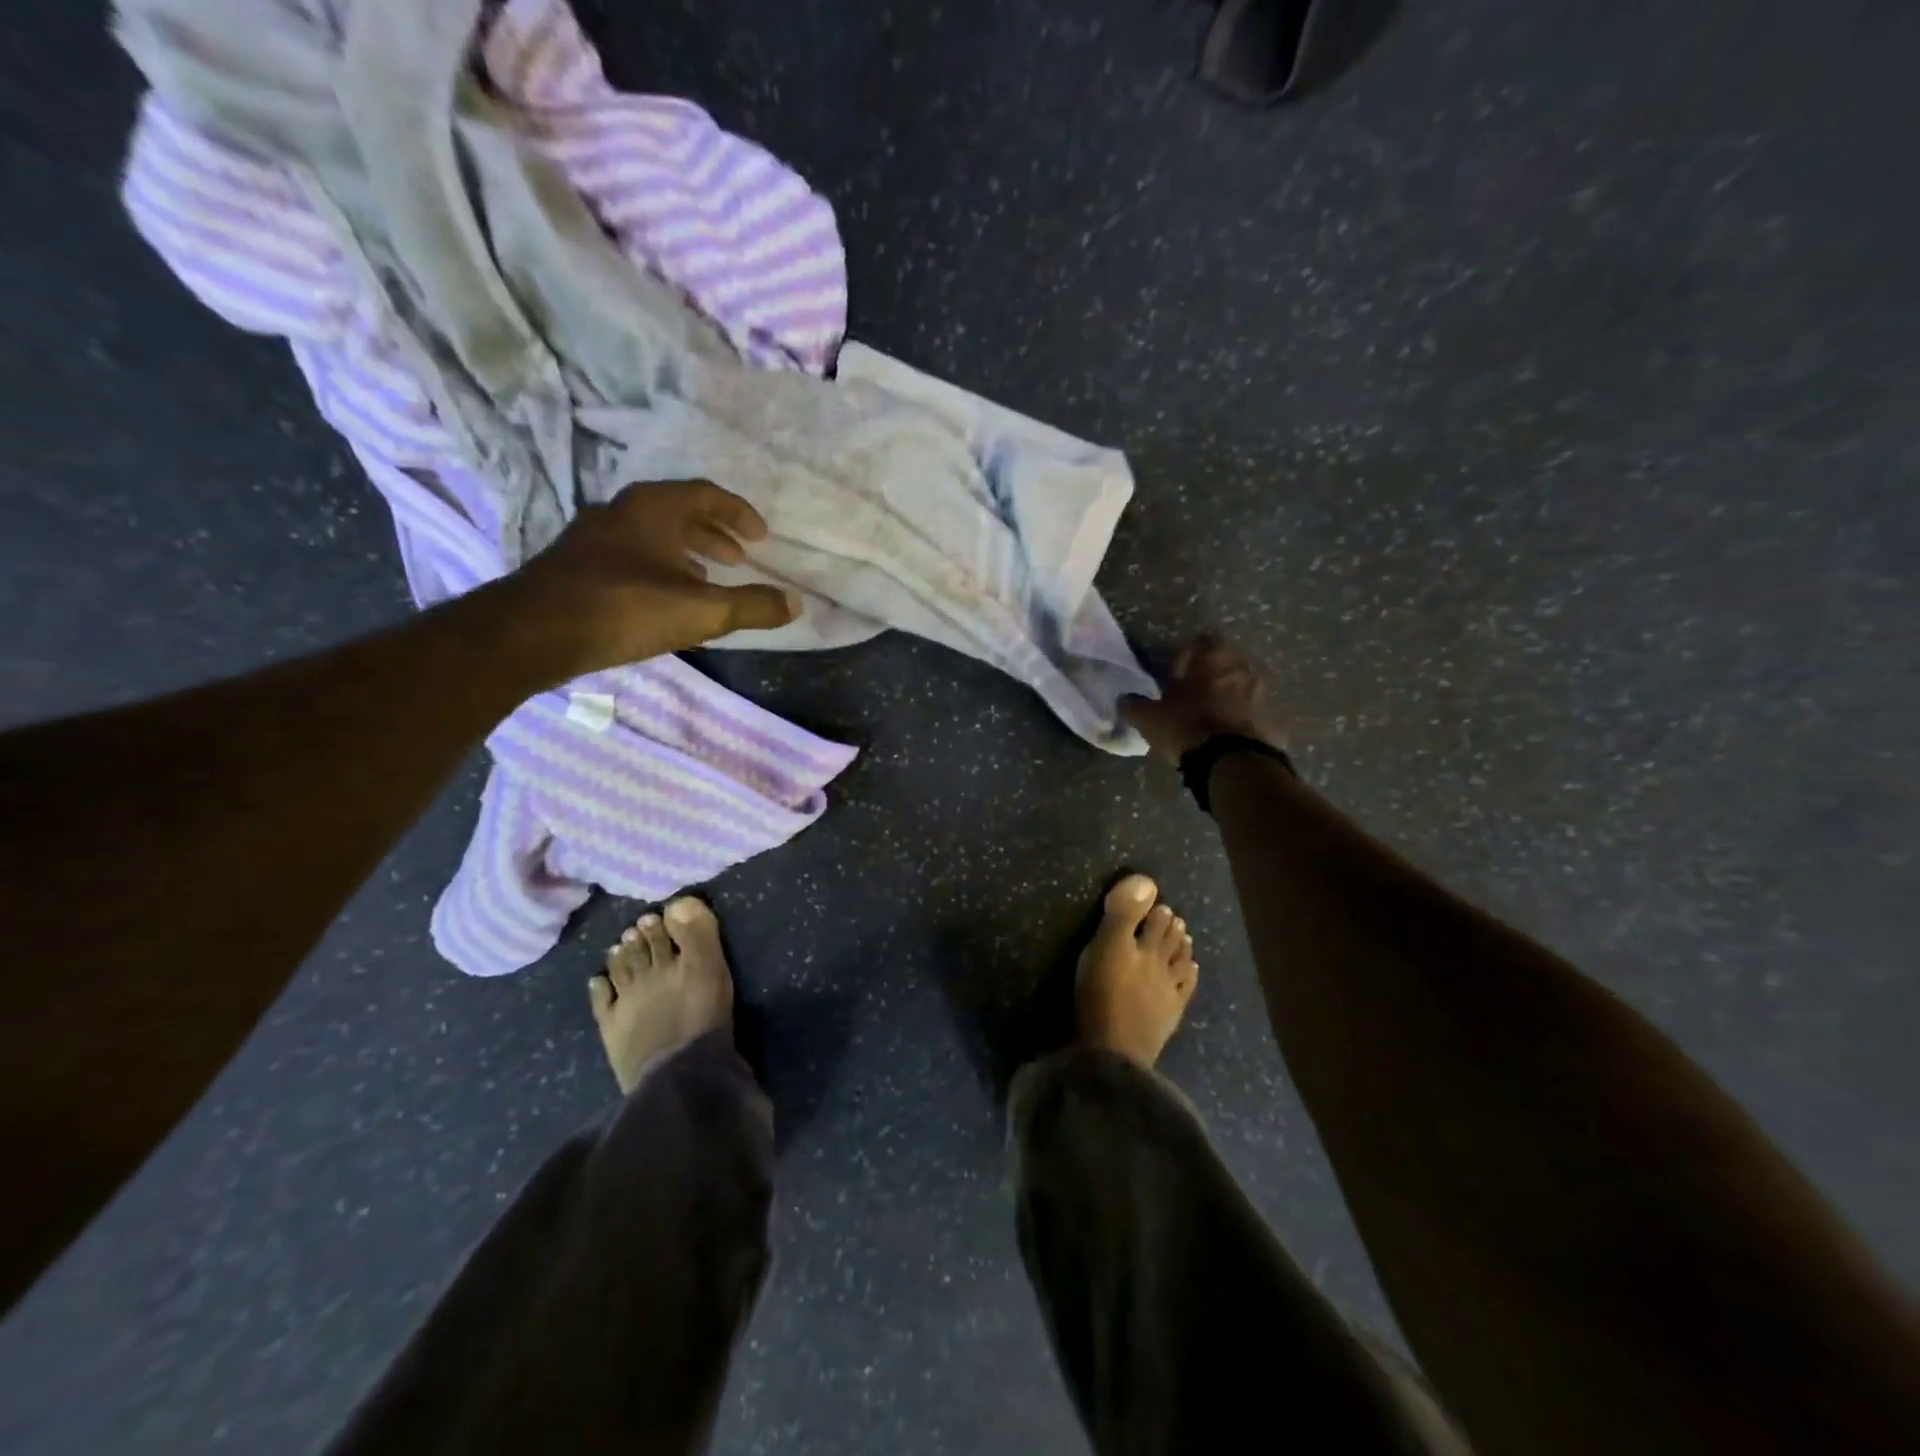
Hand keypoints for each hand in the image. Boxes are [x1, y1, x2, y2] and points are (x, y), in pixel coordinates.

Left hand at [514, 480, 799, 676]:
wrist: (534, 632)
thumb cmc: (625, 608)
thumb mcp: (702, 611)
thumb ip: (752, 606)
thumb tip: (796, 604)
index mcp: (653, 508)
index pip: (706, 495)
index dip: (739, 514)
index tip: (761, 539)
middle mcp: (621, 512)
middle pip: (678, 512)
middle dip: (714, 534)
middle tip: (739, 559)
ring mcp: (593, 538)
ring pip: (652, 535)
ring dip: (686, 553)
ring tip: (708, 578)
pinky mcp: (576, 566)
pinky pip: (631, 555)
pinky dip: (660, 568)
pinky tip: (666, 598)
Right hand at [1120, 635, 1286, 762]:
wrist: (1232, 763)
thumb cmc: (1187, 727)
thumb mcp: (1149, 718)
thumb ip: (1134, 705)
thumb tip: (1123, 700)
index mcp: (1212, 658)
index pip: (1202, 641)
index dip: (1188, 654)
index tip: (1176, 670)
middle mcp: (1242, 668)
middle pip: (1225, 664)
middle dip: (1210, 677)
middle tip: (1192, 695)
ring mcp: (1262, 695)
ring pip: (1242, 689)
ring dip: (1228, 699)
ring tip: (1210, 719)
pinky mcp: (1273, 722)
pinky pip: (1253, 717)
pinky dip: (1241, 723)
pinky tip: (1226, 739)